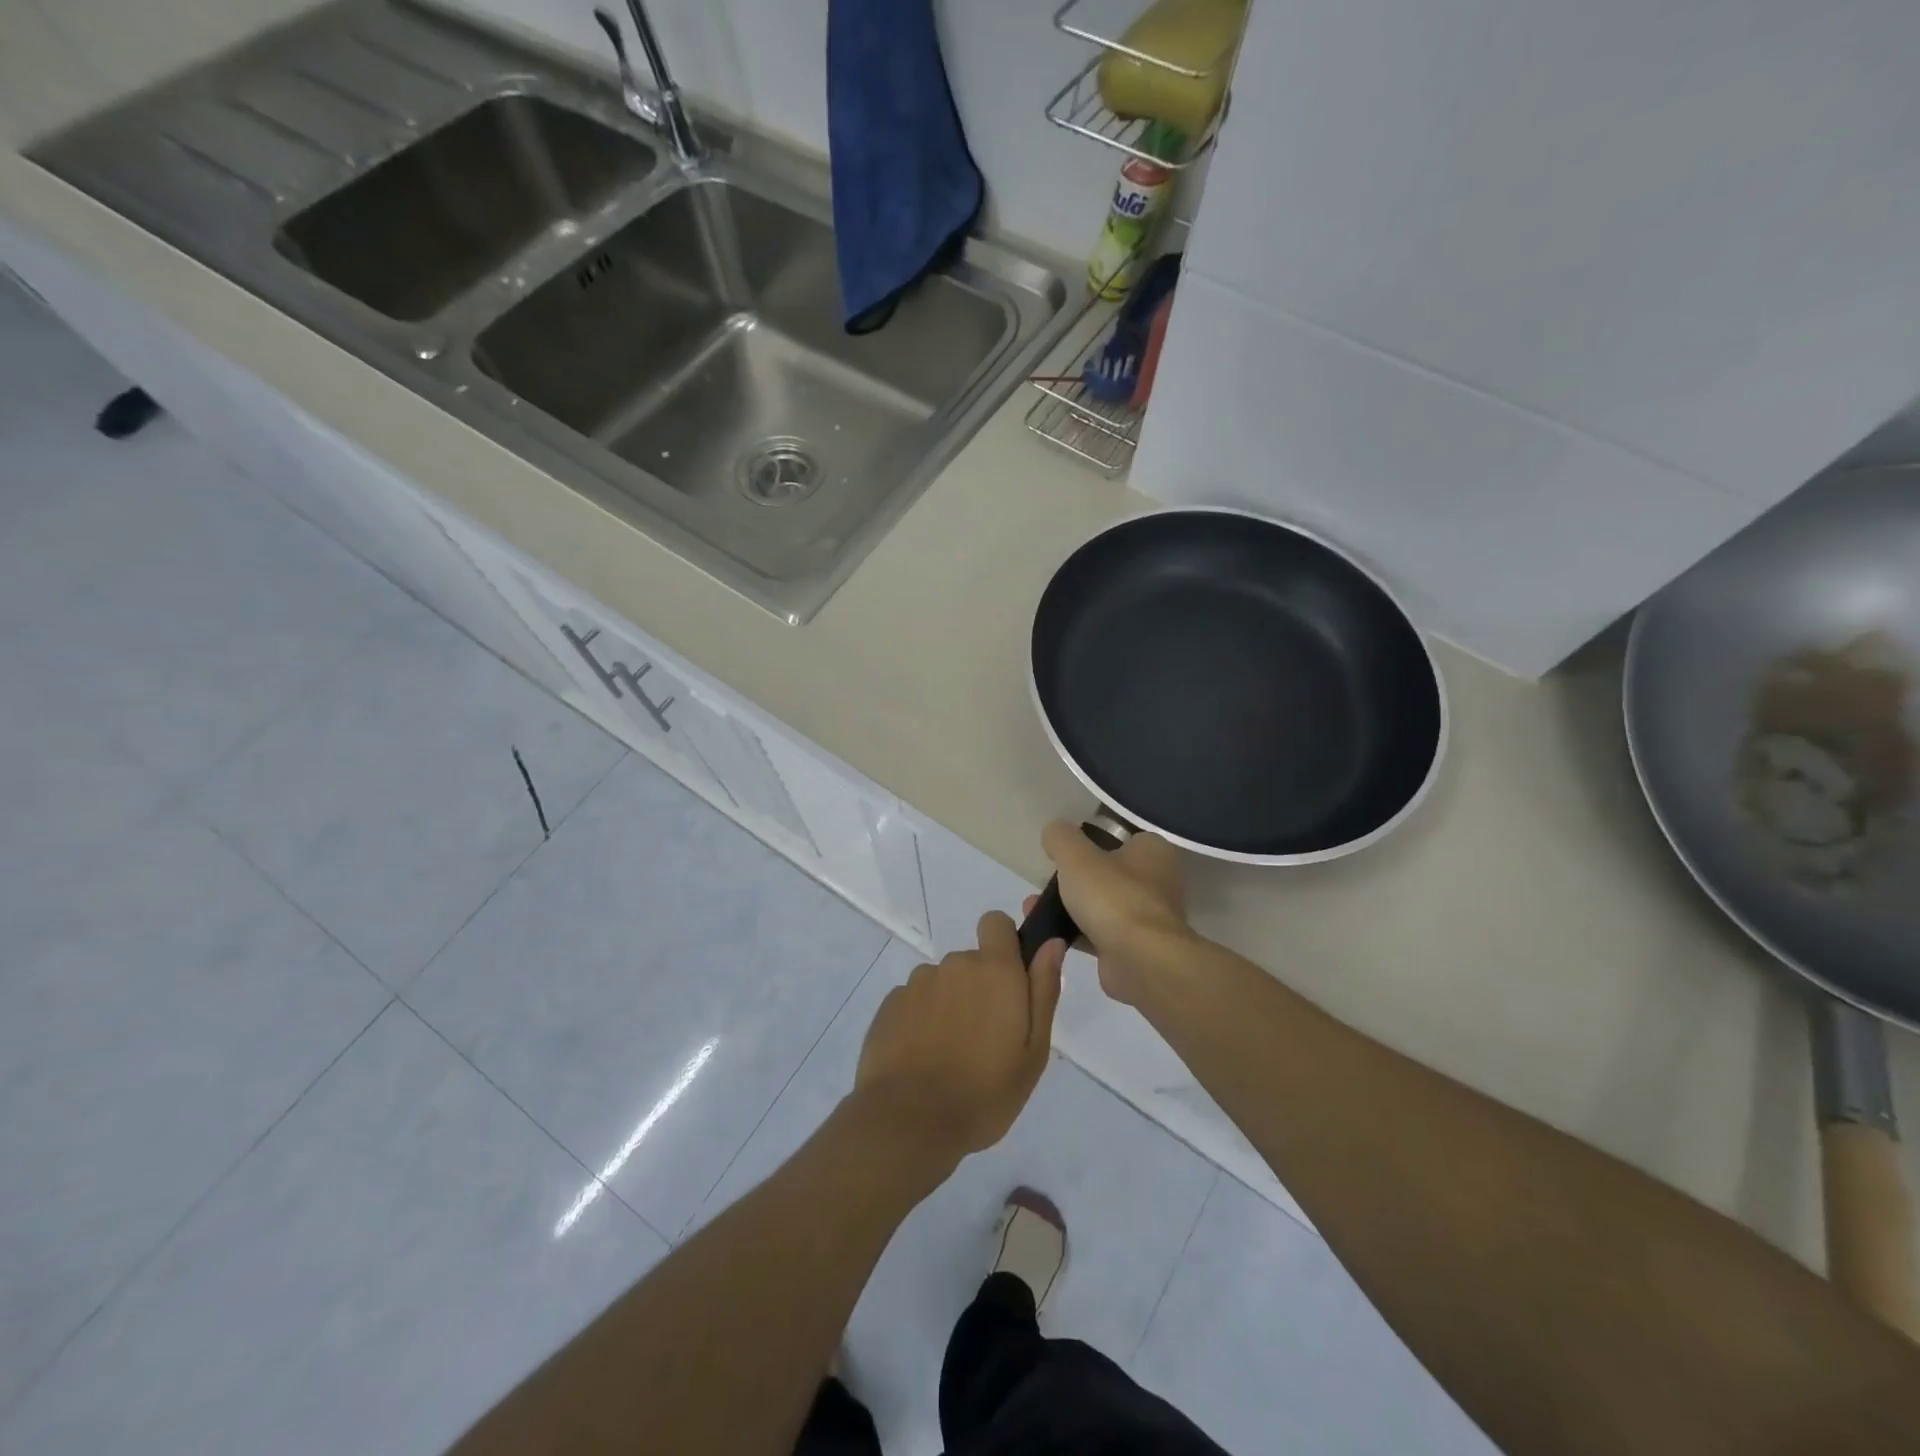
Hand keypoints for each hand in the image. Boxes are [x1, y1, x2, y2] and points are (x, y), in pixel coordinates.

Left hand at [852, 912, 1064, 1167]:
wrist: (908, 1121)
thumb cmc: (984, 1092)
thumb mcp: (1033, 1052)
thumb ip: (1043, 990)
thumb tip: (1051, 943)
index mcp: (994, 970)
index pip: (996, 922)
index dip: (1004, 943)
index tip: (1009, 981)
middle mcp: (954, 964)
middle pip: (971, 962)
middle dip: (980, 988)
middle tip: (985, 1039)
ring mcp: (917, 983)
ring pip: (942, 983)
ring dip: (949, 1005)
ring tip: (951, 1055)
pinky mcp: (890, 1004)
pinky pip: (915, 1002)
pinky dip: (921, 1021)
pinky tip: (923, 1058)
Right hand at [1036, 821, 1188, 1006]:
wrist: (1140, 960)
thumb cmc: (1112, 897)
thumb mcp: (1076, 855)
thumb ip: (1061, 837)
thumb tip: (1055, 832)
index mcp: (1153, 851)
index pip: (1120, 838)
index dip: (1090, 843)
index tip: (1064, 853)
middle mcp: (1157, 881)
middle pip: (1107, 873)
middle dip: (1072, 879)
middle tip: (1044, 882)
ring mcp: (1148, 917)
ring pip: (1101, 905)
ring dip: (1068, 907)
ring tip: (1032, 907)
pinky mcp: (1136, 948)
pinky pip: (1099, 934)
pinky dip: (1075, 933)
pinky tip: (1049, 933)